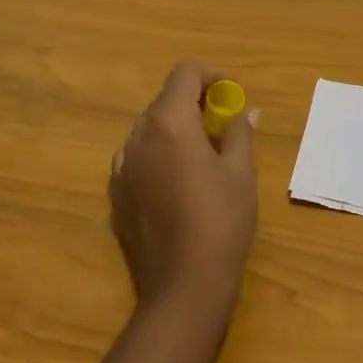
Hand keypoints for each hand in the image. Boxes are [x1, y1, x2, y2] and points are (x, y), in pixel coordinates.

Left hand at [110, 63, 258, 317]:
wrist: (183, 288)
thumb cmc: (221, 221)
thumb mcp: (241, 173)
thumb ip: (240, 134)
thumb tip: (246, 112)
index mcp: (168, 123)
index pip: (184, 74)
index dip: (211, 75)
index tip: (231, 93)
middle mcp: (137, 137)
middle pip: (164, 101)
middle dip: (194, 103)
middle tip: (223, 124)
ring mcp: (121, 168)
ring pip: (148, 131)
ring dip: (174, 130)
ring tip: (202, 154)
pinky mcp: (115, 197)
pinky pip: (137, 160)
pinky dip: (157, 156)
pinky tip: (177, 184)